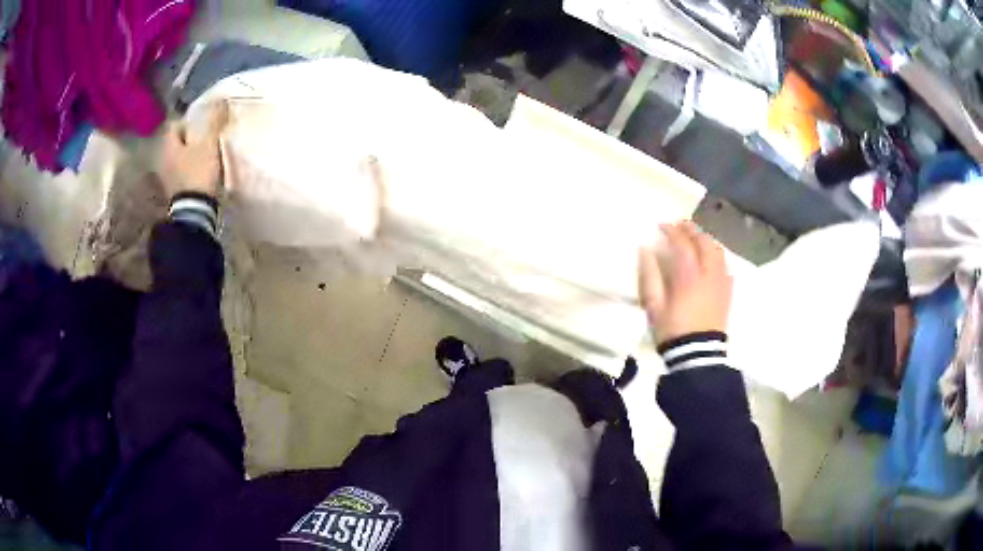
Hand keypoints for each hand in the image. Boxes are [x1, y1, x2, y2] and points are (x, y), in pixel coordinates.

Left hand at [155, 101, 228, 199]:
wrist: (195, 211)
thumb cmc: (198, 172)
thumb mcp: (208, 143)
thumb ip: (213, 120)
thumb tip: (221, 99)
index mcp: (167, 144)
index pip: (175, 123)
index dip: (189, 119)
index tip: (203, 122)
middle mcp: (162, 158)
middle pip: (176, 140)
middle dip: (189, 137)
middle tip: (205, 136)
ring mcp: (166, 176)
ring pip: (179, 156)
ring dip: (190, 153)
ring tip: (205, 152)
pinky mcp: (174, 190)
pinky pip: (182, 170)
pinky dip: (190, 167)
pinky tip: (201, 169)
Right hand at [638, 221, 732, 345]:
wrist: (697, 355)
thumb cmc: (673, 330)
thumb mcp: (654, 305)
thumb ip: (650, 275)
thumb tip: (645, 250)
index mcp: (689, 275)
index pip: (682, 243)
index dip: (672, 231)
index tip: (661, 225)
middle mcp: (709, 273)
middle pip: (704, 242)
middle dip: (692, 230)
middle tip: (680, 225)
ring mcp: (721, 282)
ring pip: (718, 252)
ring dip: (706, 240)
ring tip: (696, 238)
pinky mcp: (727, 293)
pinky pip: (725, 267)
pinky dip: (717, 256)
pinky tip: (710, 260)